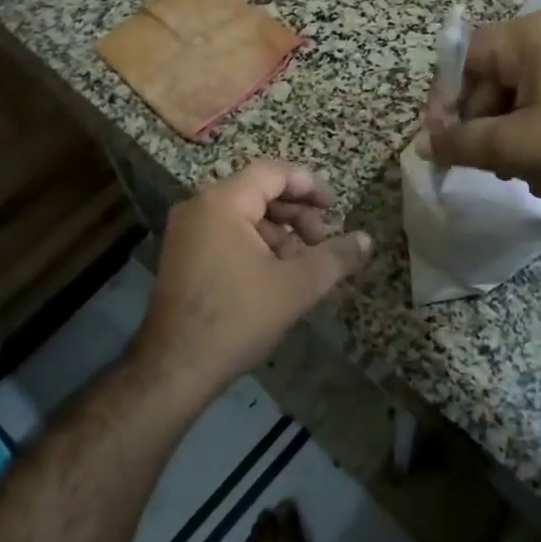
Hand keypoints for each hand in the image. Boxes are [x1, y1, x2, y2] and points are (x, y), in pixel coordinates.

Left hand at [131, 161, 370, 410]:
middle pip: (258, 191)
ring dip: (279, 233)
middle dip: (296, 213)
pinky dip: (256, 245)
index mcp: (222, 202)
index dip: (309, 185)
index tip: (335, 207)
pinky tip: (275, 275)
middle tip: (321, 242)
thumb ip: (335, 258)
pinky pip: (227, 233)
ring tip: (302, 265)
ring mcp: (186, 232)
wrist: (174, 369)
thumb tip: (367, 240)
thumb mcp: (296, 286)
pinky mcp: (183, 255)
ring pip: (244, 215)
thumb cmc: (237, 318)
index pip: (273, 172)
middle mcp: (199, 207)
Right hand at [426, 11, 540, 199]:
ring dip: (511, 133)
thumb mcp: (512, 146)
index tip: (442, 139)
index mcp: (533, 33)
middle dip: (484, 123)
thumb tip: (424, 145)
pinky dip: (540, 128)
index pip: (467, 56)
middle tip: (485, 164)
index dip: (446, 99)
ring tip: (519, 174)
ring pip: (524, 91)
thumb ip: (459, 142)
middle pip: (495, 75)